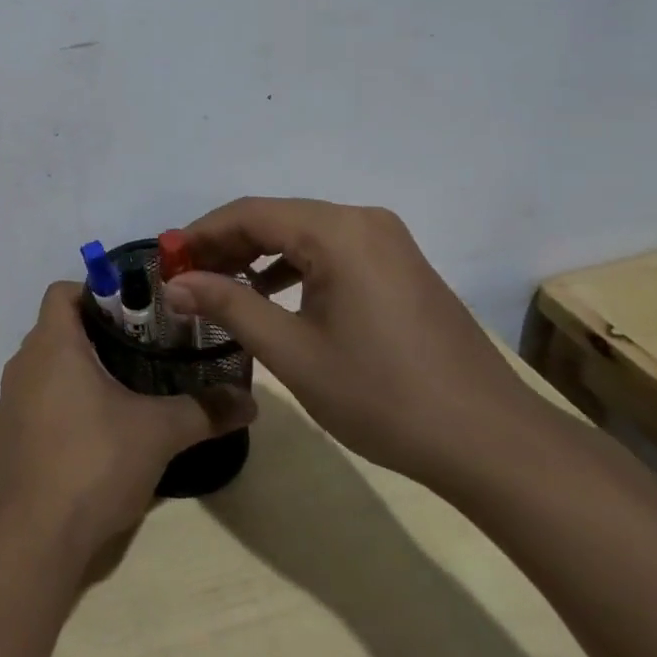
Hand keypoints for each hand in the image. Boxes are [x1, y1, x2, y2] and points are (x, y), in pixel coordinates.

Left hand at [0, 282, 255, 564]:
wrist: (30, 540)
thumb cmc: (91, 463)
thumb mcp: (157, 433)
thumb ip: (204, 411)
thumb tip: (249, 400)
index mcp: (52, 344)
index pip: (64, 291)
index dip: (98, 291)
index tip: (137, 311)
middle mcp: (25, 362)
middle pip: (61, 326)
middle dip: (102, 333)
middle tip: (148, 349)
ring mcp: (13, 401)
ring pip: (51, 364)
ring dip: (85, 368)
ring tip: (131, 388)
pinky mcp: (11, 435)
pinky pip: (41, 398)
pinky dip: (68, 400)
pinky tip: (101, 431)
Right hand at [161, 198, 536, 490]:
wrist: (491, 442)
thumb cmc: (383, 395)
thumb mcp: (293, 353)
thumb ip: (229, 307)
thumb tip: (176, 283)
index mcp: (338, 231)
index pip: (250, 214)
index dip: (201, 233)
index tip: (165, 259)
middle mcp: (363, 221)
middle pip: (276, 218)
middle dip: (226, 244)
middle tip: (186, 276)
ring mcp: (387, 242)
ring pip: (303, 234)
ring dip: (257, 255)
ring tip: (220, 287)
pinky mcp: (399, 265)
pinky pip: (330, 251)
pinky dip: (293, 266)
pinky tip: (272, 295)